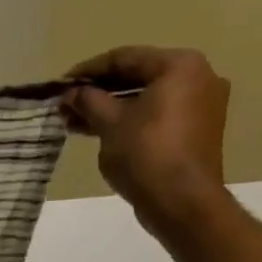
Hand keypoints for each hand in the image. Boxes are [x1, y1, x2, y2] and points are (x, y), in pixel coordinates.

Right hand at [62, 46, 230, 234]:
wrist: (182, 202)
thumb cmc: (145, 153)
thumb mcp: (108, 122)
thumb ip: (88, 100)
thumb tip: (71, 92)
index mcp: (179, 66)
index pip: (124, 58)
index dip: (87, 71)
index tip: (60, 85)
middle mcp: (198, 78)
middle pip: (136, 76)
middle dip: (97, 92)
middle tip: (66, 105)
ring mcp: (201, 105)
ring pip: (145, 98)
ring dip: (109, 108)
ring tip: (74, 121)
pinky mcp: (196, 130)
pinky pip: (156, 114)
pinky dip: (128, 119)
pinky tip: (96, 130)